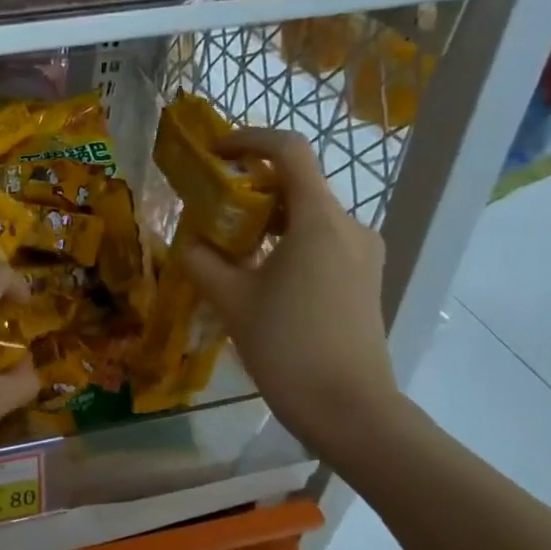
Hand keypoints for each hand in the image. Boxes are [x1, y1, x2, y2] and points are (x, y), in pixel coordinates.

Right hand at [180, 127, 400, 452]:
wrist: (349, 409)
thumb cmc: (287, 347)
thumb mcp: (231, 300)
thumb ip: (202, 260)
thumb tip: (186, 241)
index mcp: (318, 220)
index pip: (288, 151)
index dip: (248, 140)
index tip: (214, 153)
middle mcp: (349, 226)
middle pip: (297, 184)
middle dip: (250, 189)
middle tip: (210, 211)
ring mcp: (363, 253)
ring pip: (308, 216)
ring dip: (267, 219)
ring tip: (229, 248)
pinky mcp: (364, 278)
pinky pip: (321, 242)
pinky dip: (287, 243)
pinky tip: (260, 275)